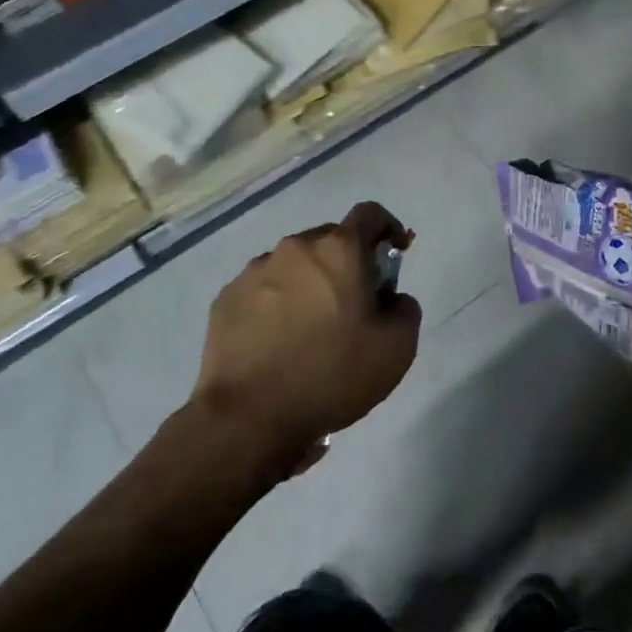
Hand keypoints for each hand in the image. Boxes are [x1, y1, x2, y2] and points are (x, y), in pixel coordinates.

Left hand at [189, 202, 421, 480]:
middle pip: (329, 240)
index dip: (388, 227)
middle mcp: (294, 248)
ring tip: (312, 328)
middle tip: (355, 302)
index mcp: (339, 250)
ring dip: (309, 283)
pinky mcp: (225, 300)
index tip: (396, 251)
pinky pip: (262, 290)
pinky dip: (277, 304)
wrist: (248, 417)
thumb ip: (405, 309)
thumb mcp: (397, 349)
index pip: (369, 213)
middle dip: (347, 262)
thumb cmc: (332, 374)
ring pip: (293, 265)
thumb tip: (392, 298)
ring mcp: (254, 272)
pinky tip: (278, 342)